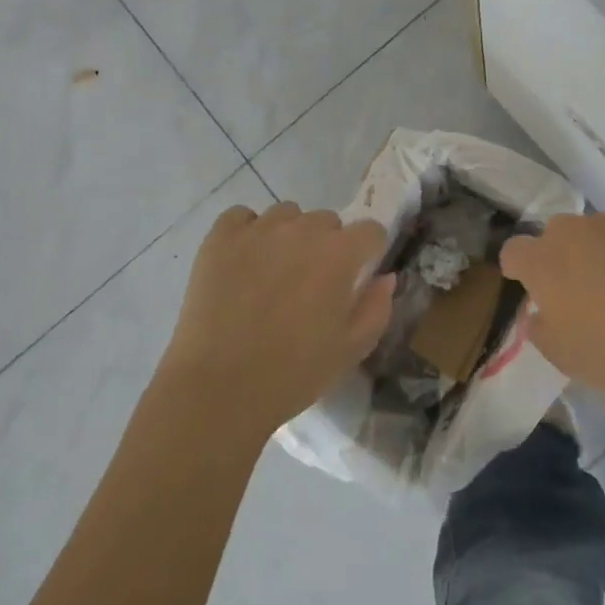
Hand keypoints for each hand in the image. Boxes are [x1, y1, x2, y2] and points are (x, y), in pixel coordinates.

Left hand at [162, 201, 393, 435]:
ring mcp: (259, 230)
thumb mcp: (351, 349)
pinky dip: (247, 232)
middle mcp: (302, 230)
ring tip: (274, 272)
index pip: (370, 230)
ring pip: (286, 215)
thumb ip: (377, 307)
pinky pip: (242, 217)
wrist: (218, 389)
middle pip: (327, 221)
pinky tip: (243, 262)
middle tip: (312, 284)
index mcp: (339, 254)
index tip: (356, 277)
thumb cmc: (293, 374)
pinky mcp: (220, 237)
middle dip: (327, 246)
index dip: (368, 253)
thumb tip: (385, 276)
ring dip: (289, 235)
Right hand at [500, 214, 604, 410]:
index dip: (519, 269)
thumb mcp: (562, 356)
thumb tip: (542, 313)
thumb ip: (541, 328)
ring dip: (600, 254)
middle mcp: (576, 232)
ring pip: (598, 233)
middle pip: (556, 235)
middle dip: (561, 257)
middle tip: (579, 294)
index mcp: (543, 261)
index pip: (513, 251)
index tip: (532, 291)